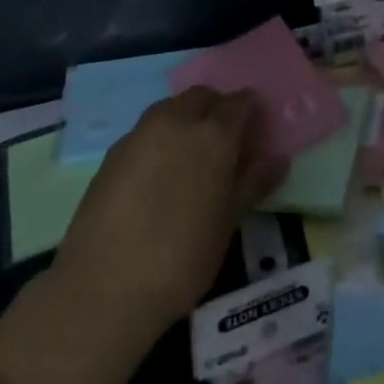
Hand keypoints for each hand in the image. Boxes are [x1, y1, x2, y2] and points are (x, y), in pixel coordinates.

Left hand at [0, 87, 284, 383]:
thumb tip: (278, 158)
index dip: (250, 110)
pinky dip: (161, 137)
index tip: (255, 128)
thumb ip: (254, 183)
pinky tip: (159, 172)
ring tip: (191, 156)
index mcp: (212, 134)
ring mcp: (140, 132)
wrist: (104, 287)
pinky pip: (147, 130)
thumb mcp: (228, 223)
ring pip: (171, 108)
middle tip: (225, 141)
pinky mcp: (113, 151)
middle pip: (202, 96)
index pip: (239, 102)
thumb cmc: (182, 258)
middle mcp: (176, 120)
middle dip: (217, 108)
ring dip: (187, 118)